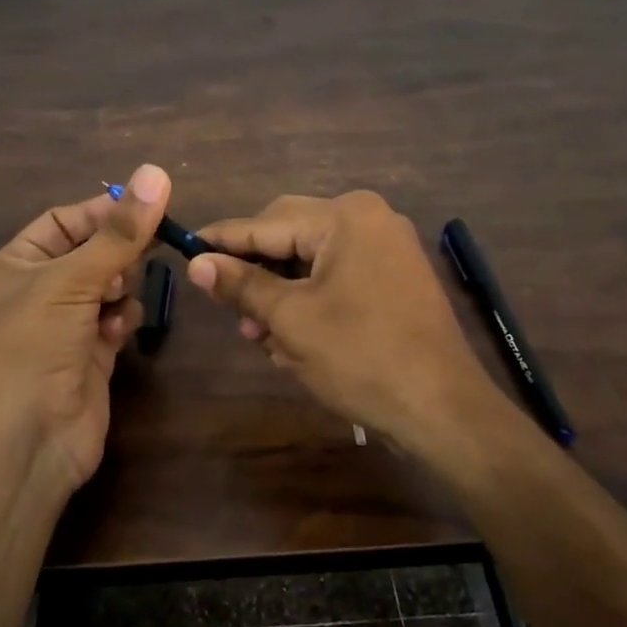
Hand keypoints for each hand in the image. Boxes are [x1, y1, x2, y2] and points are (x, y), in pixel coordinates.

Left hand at [0, 164, 169, 492]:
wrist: (22, 447)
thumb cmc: (30, 350)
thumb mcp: (71, 282)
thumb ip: (118, 233)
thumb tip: (156, 172)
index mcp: (13, 266)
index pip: (62, 221)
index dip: (103, 211)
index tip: (148, 206)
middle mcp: (35, 293)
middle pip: (89, 254)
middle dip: (118, 252)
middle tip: (154, 246)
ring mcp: (63, 328)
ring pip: (107, 288)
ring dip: (121, 287)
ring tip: (120, 298)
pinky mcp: (88, 358)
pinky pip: (114, 323)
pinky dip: (121, 321)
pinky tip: (119, 331)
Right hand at [185, 191, 497, 459]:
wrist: (442, 408)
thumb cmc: (361, 357)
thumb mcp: (291, 320)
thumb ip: (242, 284)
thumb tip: (196, 262)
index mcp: (345, 217)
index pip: (266, 223)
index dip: (222, 239)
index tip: (184, 246)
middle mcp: (369, 220)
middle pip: (290, 238)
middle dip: (257, 276)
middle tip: (227, 308)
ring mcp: (387, 249)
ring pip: (311, 263)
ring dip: (281, 296)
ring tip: (258, 334)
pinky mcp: (394, 279)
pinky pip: (337, 279)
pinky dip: (310, 303)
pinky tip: (290, 338)